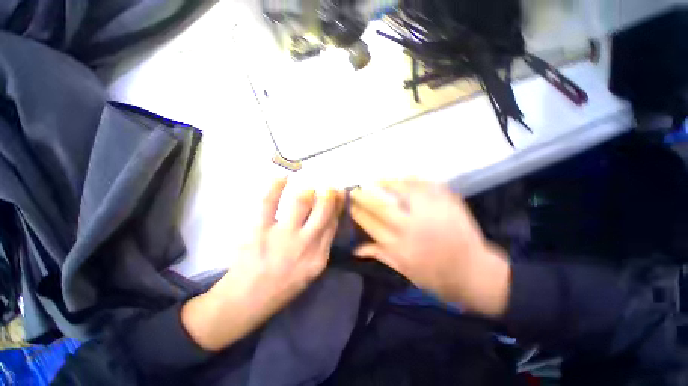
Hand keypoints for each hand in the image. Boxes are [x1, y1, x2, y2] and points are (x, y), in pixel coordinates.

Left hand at [182, 178, 342, 350]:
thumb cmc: (283, 286)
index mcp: (319, 256)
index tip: (338, 194)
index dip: (337, 205)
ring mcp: (282, 236)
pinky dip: (275, 186)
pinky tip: (282, 177)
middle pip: (322, 211)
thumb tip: (328, 218)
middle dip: (328, 194)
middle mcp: (305, 244)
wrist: (247, 301)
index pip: (333, 223)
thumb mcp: (311, 271)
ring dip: (307, 191)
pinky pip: (268, 202)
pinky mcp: (259, 231)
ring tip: (308, 188)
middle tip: (328, 187)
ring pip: (300, 202)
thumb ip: (322, 245)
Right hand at [350, 180, 510, 316]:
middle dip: (363, 196)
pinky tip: (402, 177)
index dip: (357, 212)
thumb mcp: (405, 272)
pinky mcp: (446, 202)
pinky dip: (411, 180)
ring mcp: (429, 212)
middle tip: (355, 189)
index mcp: (399, 246)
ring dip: (384, 183)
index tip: (350, 204)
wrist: (476, 273)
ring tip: (375, 180)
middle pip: (380, 206)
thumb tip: (356, 248)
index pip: (370, 224)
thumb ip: (380, 255)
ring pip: (401, 191)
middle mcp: (411, 227)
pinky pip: (425, 186)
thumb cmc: (437, 277)